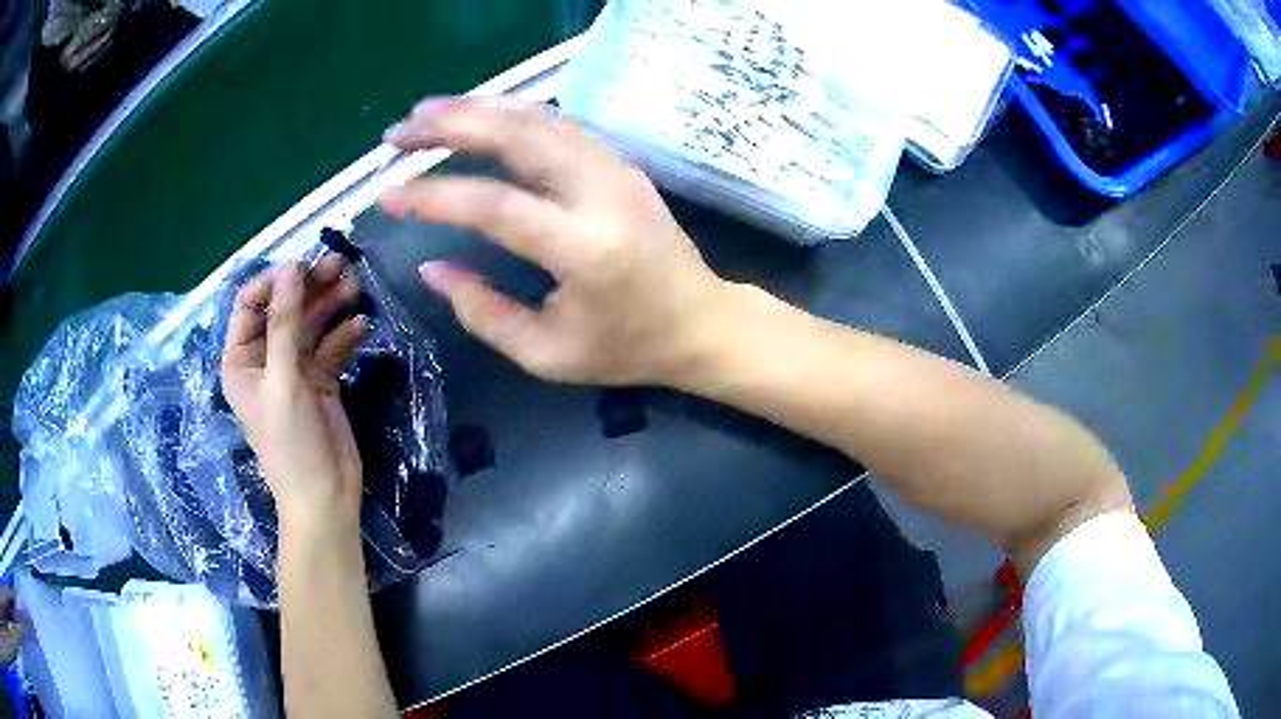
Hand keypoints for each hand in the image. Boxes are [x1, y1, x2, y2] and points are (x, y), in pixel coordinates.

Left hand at [220, 257, 366, 528]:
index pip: (250, 304)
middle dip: (310, 287)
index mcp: (242, 360)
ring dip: (331, 305)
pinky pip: (331, 347)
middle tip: (341, 264)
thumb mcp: (283, 380)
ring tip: (355, 286)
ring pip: (311, 325)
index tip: (304, 266)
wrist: (325, 496)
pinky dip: (344, 335)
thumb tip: (290, 267)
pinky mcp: (321, 382)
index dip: (275, 281)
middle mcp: (265, 360)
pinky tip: (361, 326)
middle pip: (285, 310)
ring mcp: (294, 370)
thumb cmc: (291, 443)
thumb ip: (285, 323)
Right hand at [381, 97, 730, 386]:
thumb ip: (482, 311)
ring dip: (477, 109)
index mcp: (583, 248)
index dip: (433, 196)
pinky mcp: (620, 163)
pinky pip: (558, 124)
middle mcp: (601, 193)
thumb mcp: (547, 353)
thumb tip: (430, 267)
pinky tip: (479, 116)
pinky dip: (511, 113)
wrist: (702, 322)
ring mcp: (616, 169)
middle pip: (516, 136)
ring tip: (427, 114)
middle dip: (449, 126)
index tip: (387, 196)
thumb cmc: (627, 348)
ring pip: (537, 117)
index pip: (493, 204)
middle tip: (398, 133)